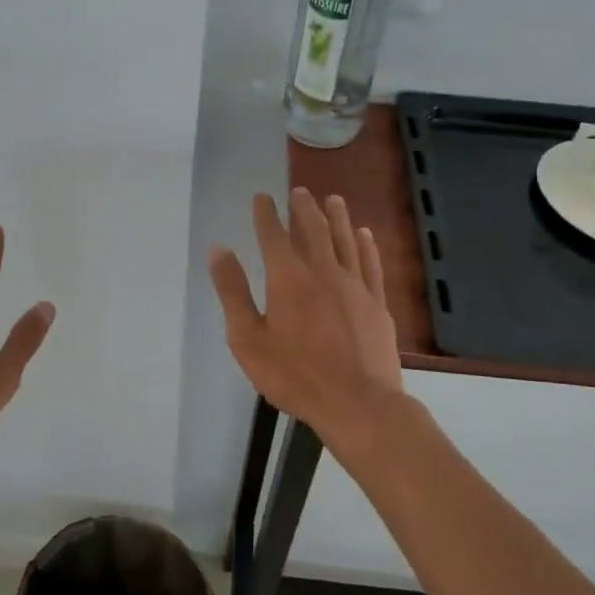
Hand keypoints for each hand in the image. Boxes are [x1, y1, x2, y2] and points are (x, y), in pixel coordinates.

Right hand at [209, 189, 403, 451]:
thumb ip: (233, 292)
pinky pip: (370, 263)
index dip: (266, 214)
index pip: (273, 236)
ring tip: (333, 199)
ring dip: (336, 217)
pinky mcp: (376, 303)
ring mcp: (355, 286)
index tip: (262, 197)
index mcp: (288, 279)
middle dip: (303, 208)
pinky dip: (366, 244)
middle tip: (299, 191)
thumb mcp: (248, 339)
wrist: (358, 403)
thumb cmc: (295, 376)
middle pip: (313, 230)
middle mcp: (324, 272)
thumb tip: (218, 249)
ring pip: (345, 240)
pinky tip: (364, 233)